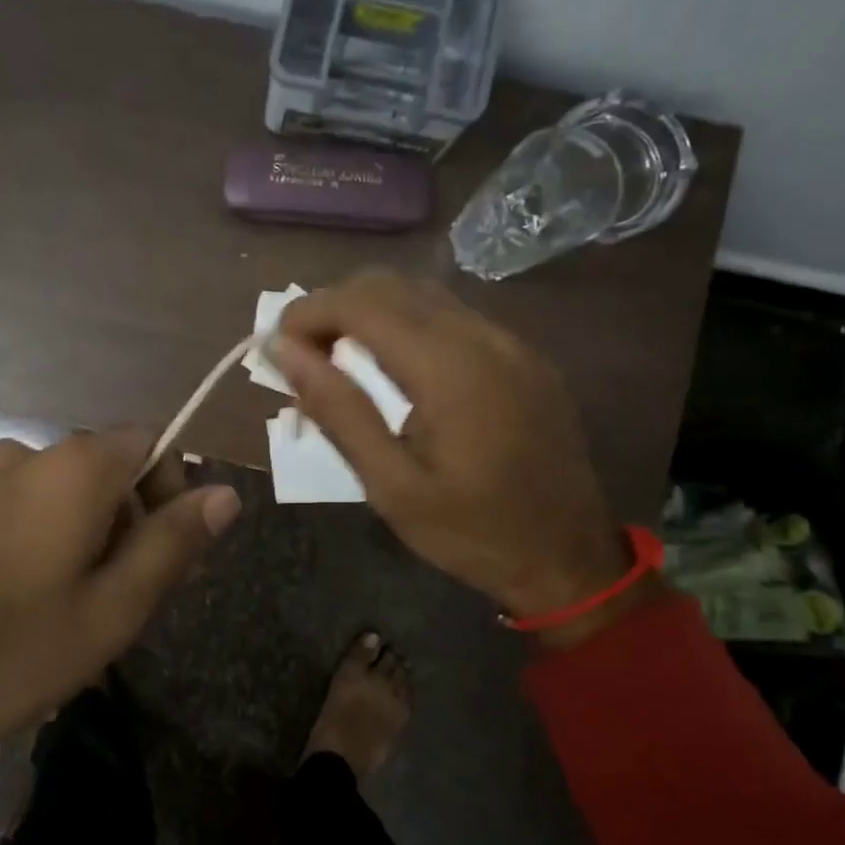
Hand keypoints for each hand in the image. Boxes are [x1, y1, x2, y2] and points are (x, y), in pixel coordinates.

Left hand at [0, 430, 239, 829]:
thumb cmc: (5, 656)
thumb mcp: (110, 611)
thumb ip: (172, 544)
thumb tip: (225, 493)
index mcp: (70, 468)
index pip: (150, 442)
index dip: (171, 492)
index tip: (163, 558)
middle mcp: (19, 454)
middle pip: (102, 470)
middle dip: (125, 524)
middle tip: (117, 604)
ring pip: (55, 496)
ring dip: (78, 541)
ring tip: (63, 617)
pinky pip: (9, 510)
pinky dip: (32, 544)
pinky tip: (10, 610)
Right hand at [272, 272, 645, 642]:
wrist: (569, 559)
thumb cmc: (470, 533)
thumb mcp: (390, 486)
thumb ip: (337, 410)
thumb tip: (283, 352)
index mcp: (449, 370)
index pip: (362, 304)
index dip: (308, 311)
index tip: (275, 345)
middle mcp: (484, 338)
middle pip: (392, 285)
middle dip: (333, 306)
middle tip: (301, 355)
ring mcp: (511, 343)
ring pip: (423, 294)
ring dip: (368, 311)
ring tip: (336, 357)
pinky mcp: (524, 357)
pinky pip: (453, 316)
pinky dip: (406, 324)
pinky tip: (391, 367)